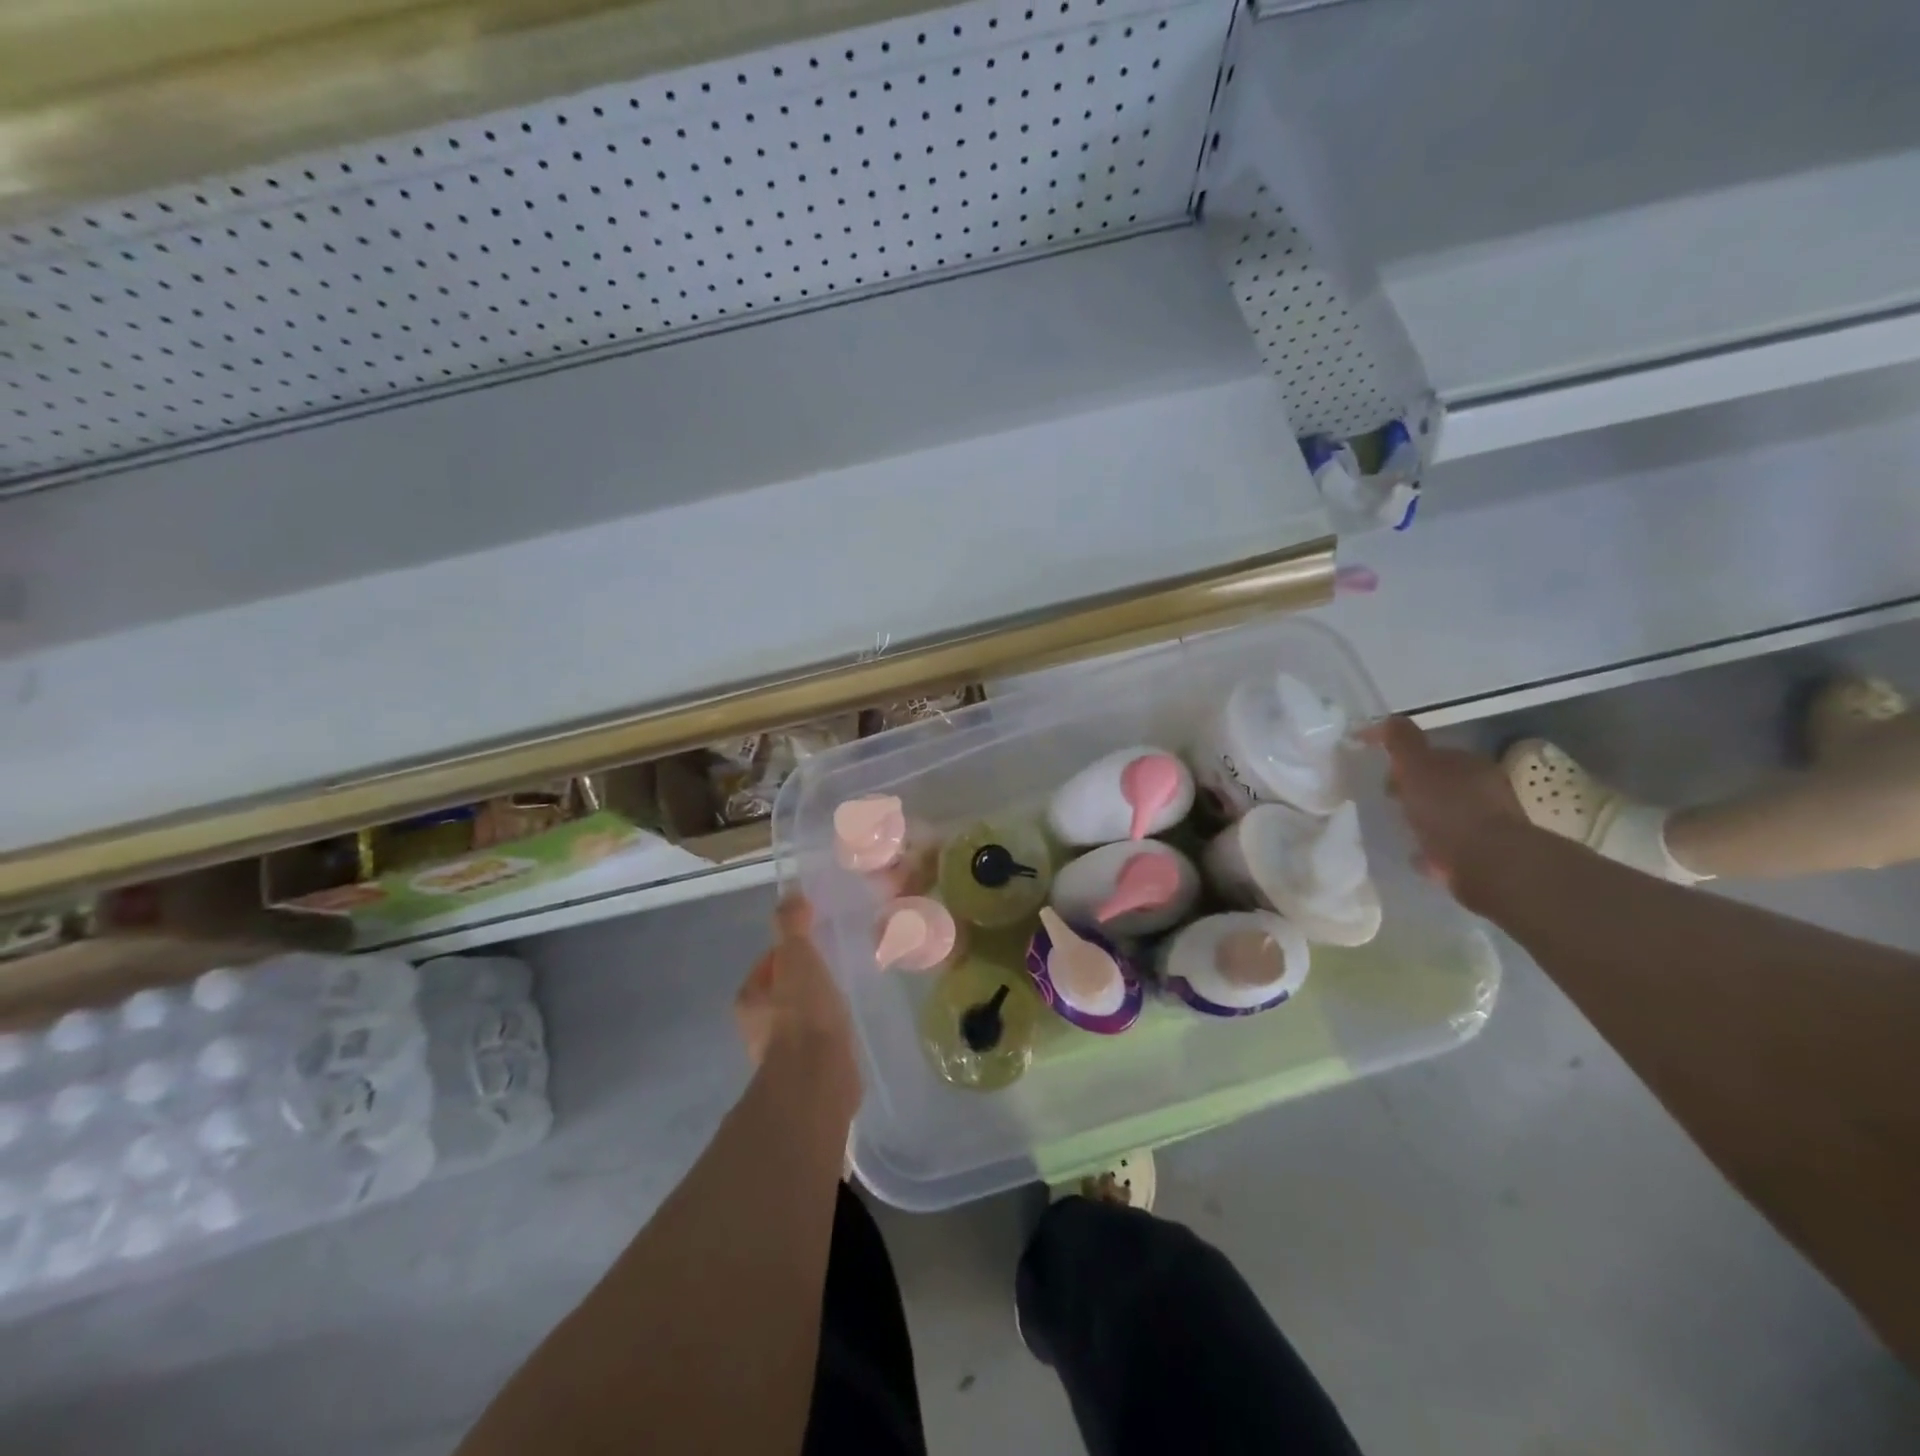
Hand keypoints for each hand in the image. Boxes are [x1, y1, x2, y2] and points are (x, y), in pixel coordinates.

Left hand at [735, 897, 859, 1110]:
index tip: (813, 946)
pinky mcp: (806, 1074)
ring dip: (817, 1010)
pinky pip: (817, 1043)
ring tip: (843, 997)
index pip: (767, 964)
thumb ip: (792, 925)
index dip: (789, 951)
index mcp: (749, 998)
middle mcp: (757, 1028)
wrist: (817, 1078)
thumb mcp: (797, 956)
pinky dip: (828, 1034)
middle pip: (781, 993)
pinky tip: (848, 1028)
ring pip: (799, 1020)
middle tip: (832, 969)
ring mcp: (781, 1054)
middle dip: (803, 982)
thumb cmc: (802, 1012)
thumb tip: (789, 892)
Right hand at [1365, 716, 1533, 905]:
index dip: (1406, 761)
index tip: (1383, 774)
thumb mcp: (1416, 766)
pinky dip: (1437, 847)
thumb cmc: (1449, 809)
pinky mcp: (1488, 853)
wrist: (1490, 863)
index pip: (1434, 754)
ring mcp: (1490, 821)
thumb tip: (1386, 718)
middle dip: (1417, 789)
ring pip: (1450, 813)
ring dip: (1428, 818)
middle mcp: (1485, 787)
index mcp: (1469, 763)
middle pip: (1443, 783)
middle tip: (1392, 801)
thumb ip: (1401, 741)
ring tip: (1403, 829)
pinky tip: (1421, 857)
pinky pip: (1453, 844)